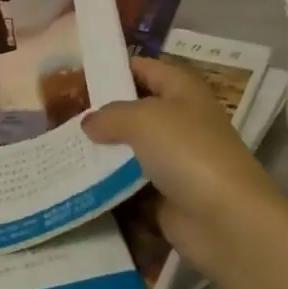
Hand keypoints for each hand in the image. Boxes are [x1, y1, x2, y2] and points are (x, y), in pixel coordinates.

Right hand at [83, 56, 286, 269]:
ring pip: (130, 146)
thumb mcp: (142, 119)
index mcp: (182, 88)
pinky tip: (78, 177)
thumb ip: (110, 115)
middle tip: (61, 112)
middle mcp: (180, 118)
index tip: (76, 75)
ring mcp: (174, 158)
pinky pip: (131, 180)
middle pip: (135, 108)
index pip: (143, 68)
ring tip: (62, 144)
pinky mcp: (166, 193)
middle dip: (101, 112)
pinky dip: (110, 180)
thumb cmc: (188, 151)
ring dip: (103, 149)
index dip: (112, 68)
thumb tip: (88, 122)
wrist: (226, 220)